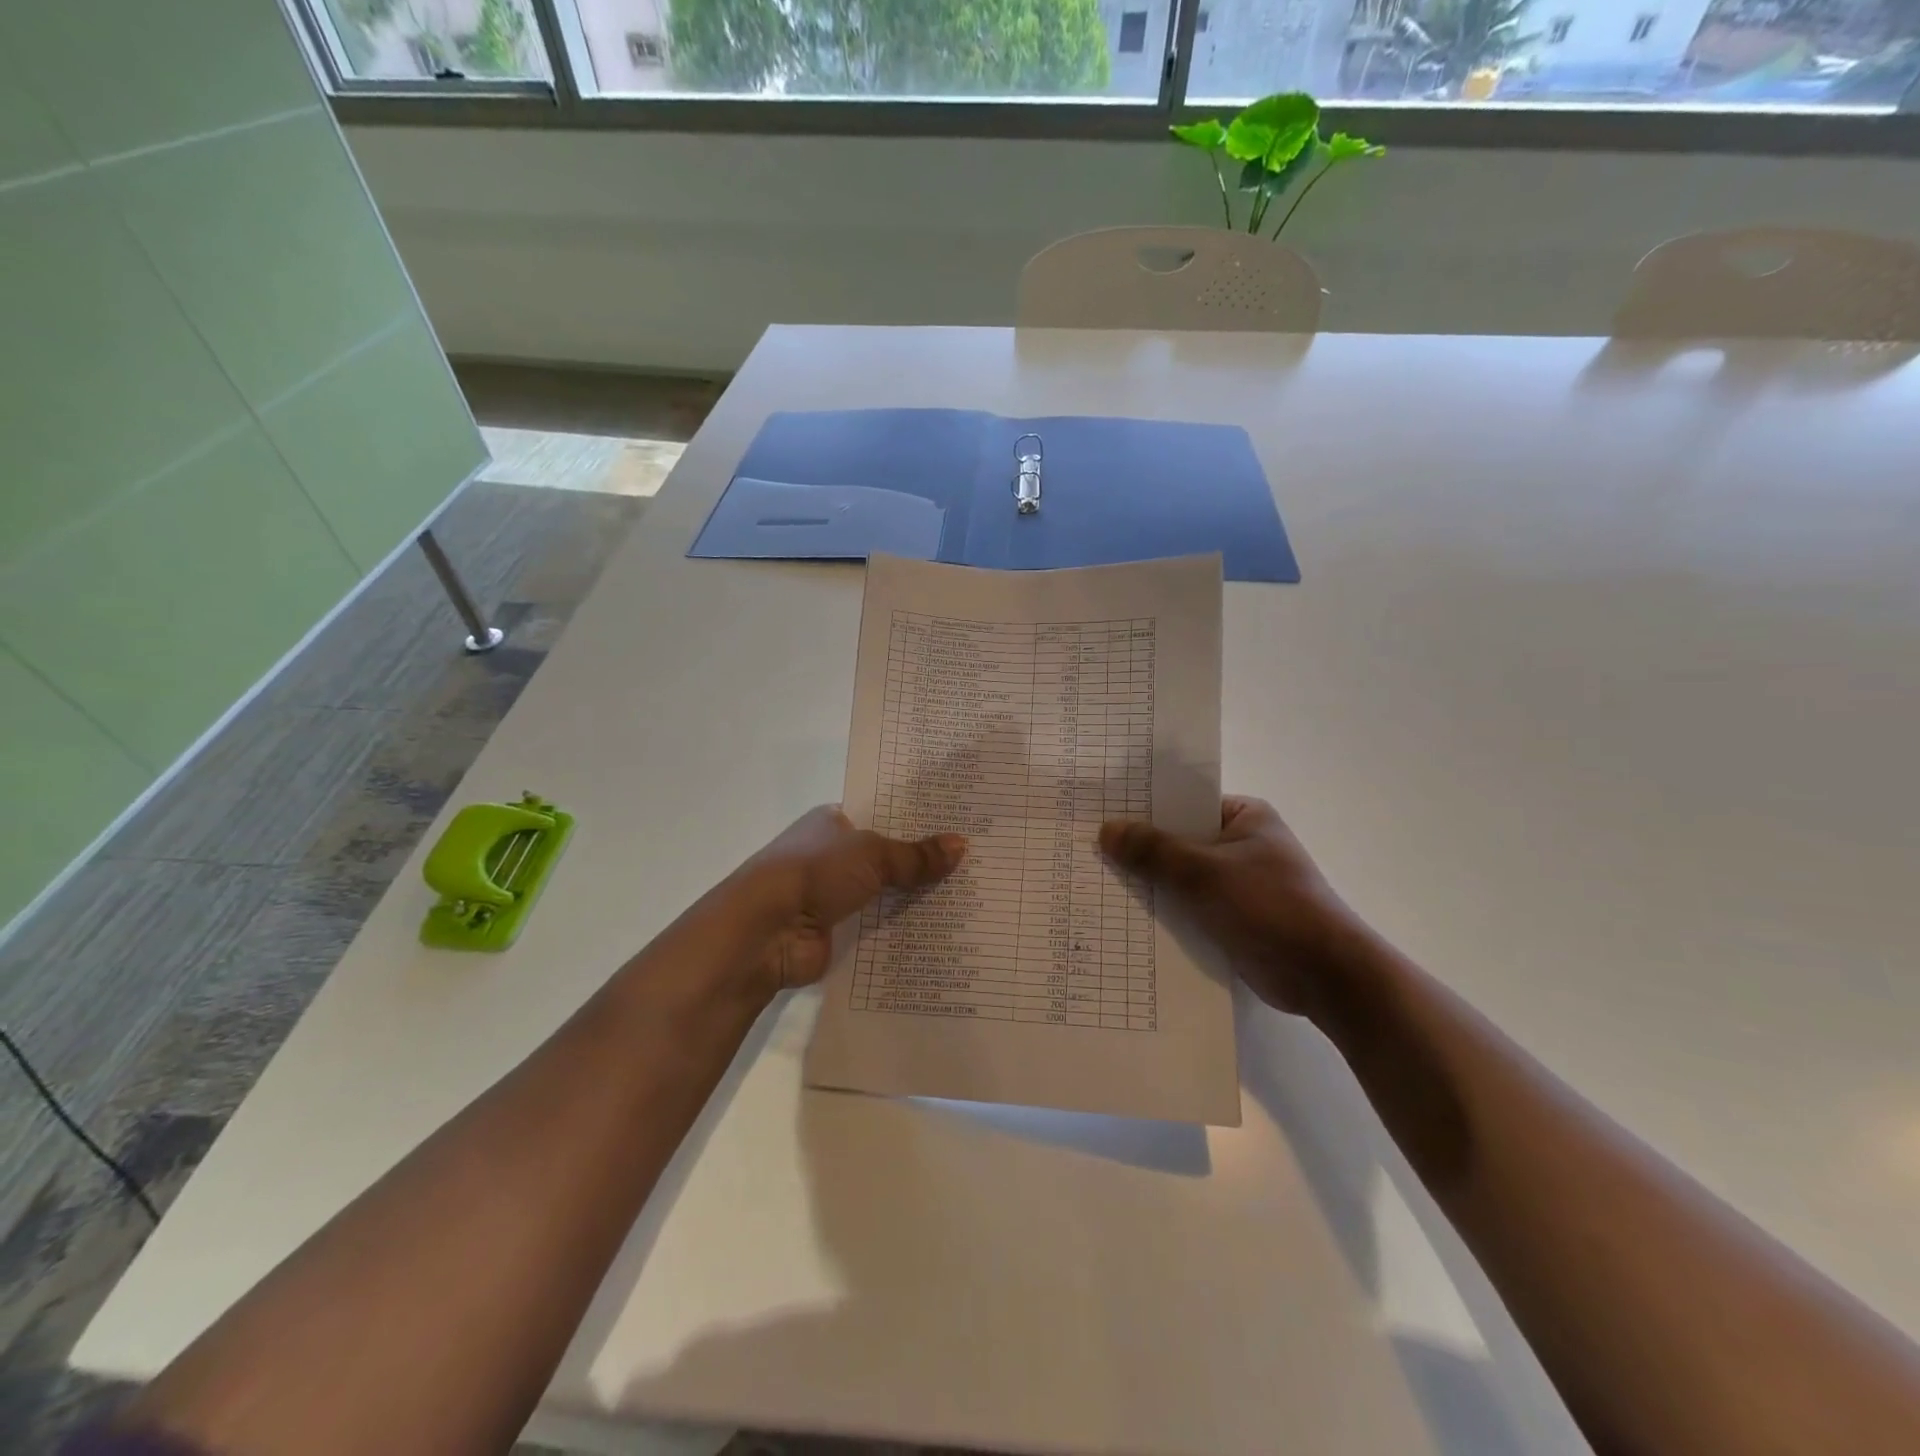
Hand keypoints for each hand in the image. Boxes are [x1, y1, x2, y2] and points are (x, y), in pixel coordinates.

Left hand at [733, 805, 966, 993]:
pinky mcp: (837, 932)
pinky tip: (944, 931)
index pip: (883, 814)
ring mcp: (833, 895)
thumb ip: (916, 855)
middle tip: (977, 862)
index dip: (919, 820)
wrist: (764, 931)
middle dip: (924, 862)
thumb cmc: (815, 872)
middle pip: (887, 856)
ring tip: (972, 897)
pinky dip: (904, 930)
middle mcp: (832, 855)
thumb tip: (962, 846)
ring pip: (886, 893)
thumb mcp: (872, 854)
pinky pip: (879, 927)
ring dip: (916, 898)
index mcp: (833, 821)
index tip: (961, 824)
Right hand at [1099, 796, 1362, 1014]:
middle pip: (1177, 839)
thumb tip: (1106, 830)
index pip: (1182, 802)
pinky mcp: (1231, 918)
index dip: (1142, 807)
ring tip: (1092, 879)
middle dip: (1138, 848)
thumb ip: (1154, 851)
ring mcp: (1235, 883)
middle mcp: (1239, 844)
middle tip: (1084, 847)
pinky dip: (1162, 909)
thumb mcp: (1205, 873)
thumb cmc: (1271, 907)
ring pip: (1179, 875)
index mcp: (1244, 817)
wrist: (1326, 977)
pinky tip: (1121, 915)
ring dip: (1148, 882)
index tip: (1097, 811)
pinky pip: (1186, 905)